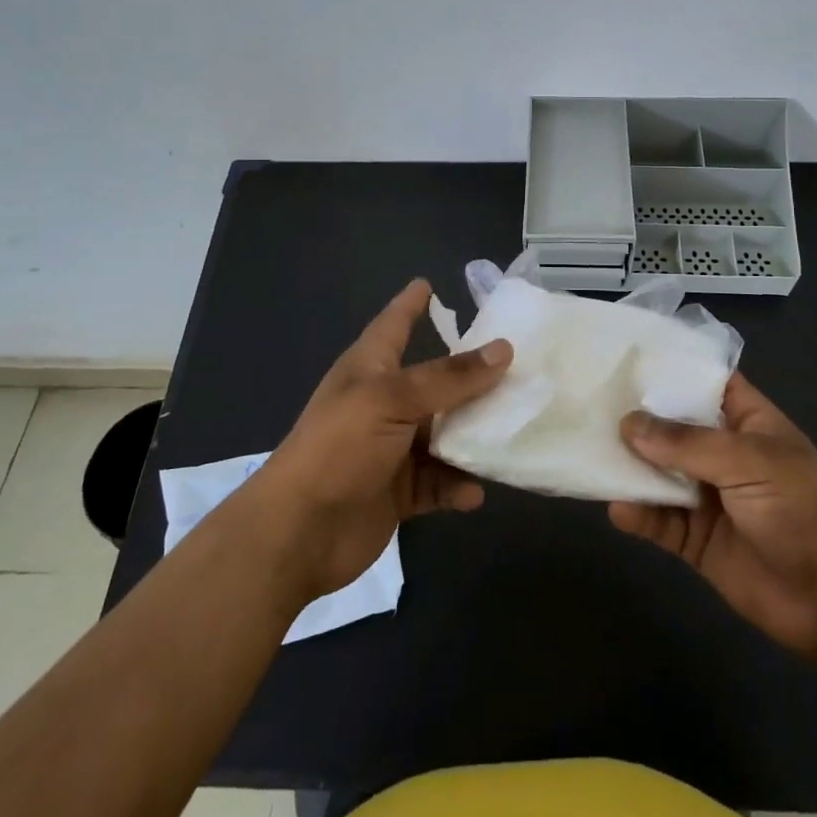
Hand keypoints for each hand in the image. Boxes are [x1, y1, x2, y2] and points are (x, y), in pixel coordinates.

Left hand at [247, 279, 510, 604]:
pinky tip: (474, 492)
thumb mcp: (393, 400)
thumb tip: (503, 349)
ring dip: (473, 435)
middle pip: (434, 381)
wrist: (298, 532)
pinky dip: (457, 484)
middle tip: (518, 364)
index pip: (394, 324)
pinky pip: (438, 481)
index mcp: (371, 368)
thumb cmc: (340, 448)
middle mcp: (383, 402)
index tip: (429, 283)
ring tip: (513, 431)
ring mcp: (391, 448)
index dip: (411, 304)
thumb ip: (449, 378)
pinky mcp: (398, 490)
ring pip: (444, 432)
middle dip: (471, 375)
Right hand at [611, 373, 816, 685]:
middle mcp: (720, 451)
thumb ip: (688, 444)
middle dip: (634, 417)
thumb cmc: (803, 511)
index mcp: (744, 420)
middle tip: (584, 400)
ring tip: (588, 452)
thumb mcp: (750, 462)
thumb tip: (628, 424)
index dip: (666, 368)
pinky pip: (658, 520)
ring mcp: (706, 495)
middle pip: (669, 426)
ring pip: (657, 472)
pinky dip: (637, 514)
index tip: (619, 353)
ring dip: (628, 466)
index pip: (700, 381)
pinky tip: (617, 509)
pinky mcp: (696, 539)